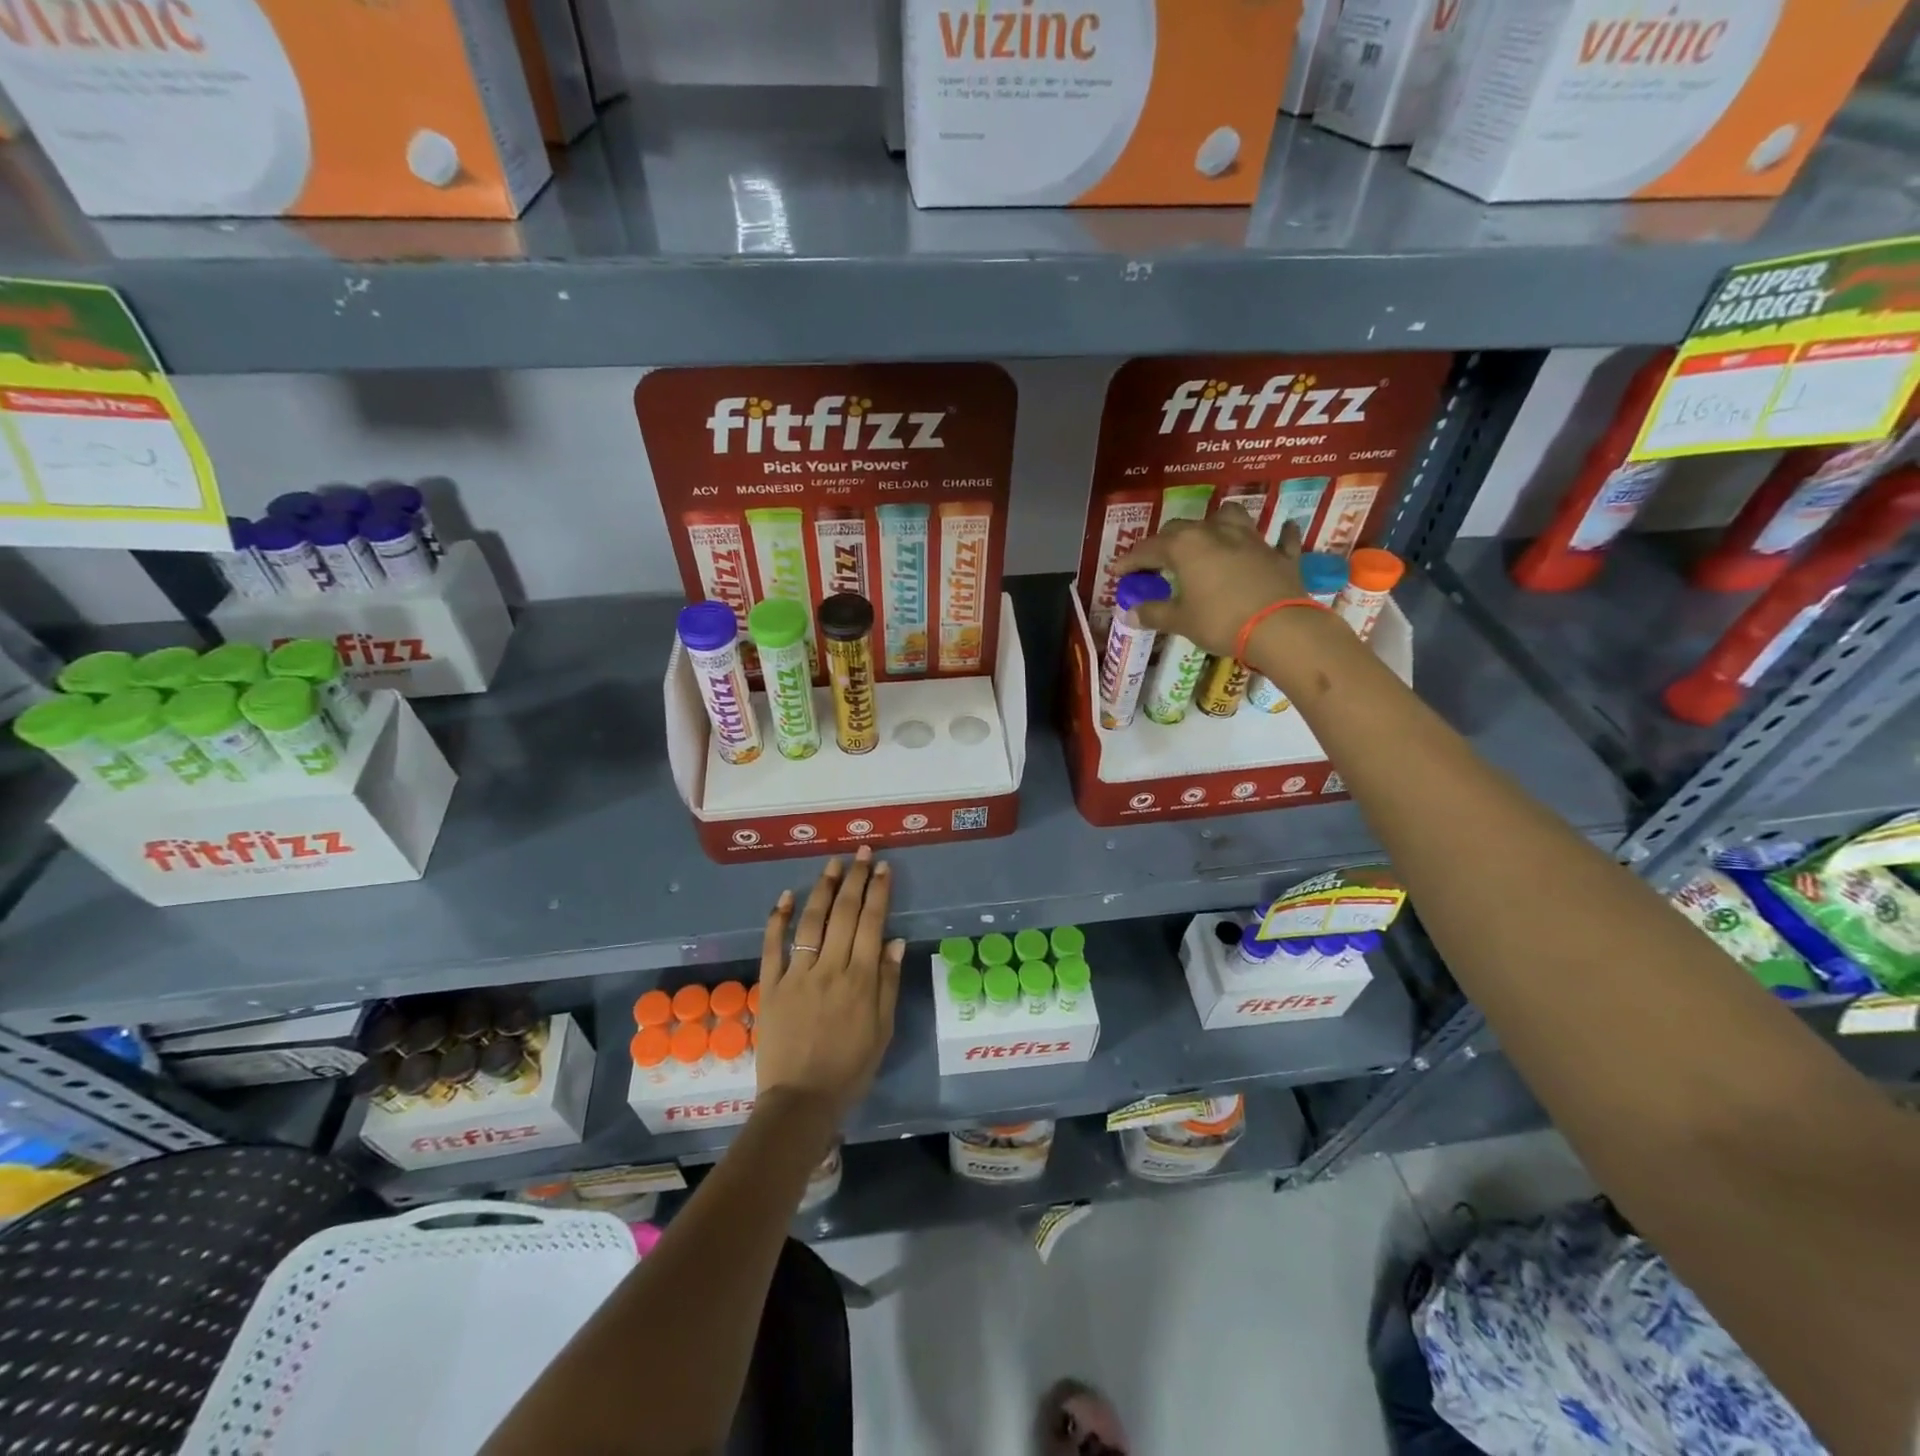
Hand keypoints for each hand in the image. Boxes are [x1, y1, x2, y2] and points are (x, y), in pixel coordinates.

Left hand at [756, 846, 904, 1125]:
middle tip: (862, 852)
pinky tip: (785, 896)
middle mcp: (830, 968)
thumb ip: (888, 983)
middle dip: (855, 879)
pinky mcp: (770, 986)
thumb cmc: (849, 1068)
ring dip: (822, 889)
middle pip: (844, 914)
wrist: (800, 1101)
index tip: (883, 867)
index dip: (878, 892)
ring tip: (833, 864)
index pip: (872, 923)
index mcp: (861, 980)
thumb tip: (894, 941)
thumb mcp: (882, 1030)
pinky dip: (777, 919)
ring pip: (811, 922)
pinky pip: (773, 946)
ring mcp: (797, 975)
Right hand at [1114, 516, 1307, 657]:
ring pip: (1230, 517)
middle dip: (1165, 542)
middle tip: (1156, 562)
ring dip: (1216, 523)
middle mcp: (1216, 532)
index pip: (1149, 548)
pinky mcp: (1279, 554)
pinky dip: (1277, 537)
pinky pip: (1279, 539)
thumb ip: (1154, 613)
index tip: (1117, 572)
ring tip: (1209, 537)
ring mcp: (1251, 539)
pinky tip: (1279, 535)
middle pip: (1183, 528)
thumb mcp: (1181, 621)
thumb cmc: (1221, 621)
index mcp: (1186, 546)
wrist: (1279, 628)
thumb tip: (1130, 613)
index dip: (1130, 560)